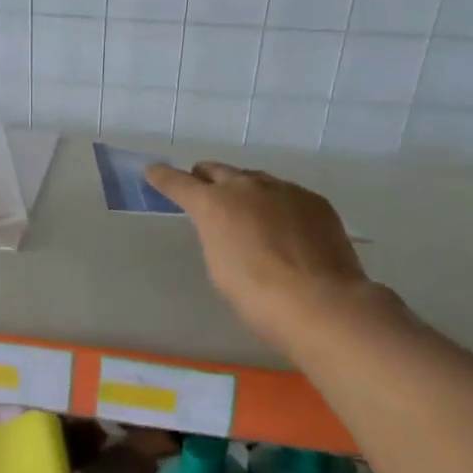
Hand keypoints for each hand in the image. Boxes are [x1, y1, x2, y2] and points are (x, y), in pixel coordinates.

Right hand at [145, 162, 375, 350]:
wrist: (319, 301)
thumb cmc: (256, 295)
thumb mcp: (220, 266)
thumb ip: (217, 237)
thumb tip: (230, 228)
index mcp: (214, 205)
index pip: (178, 183)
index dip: (163, 177)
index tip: (153, 170)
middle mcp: (246, 187)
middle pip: (218, 171)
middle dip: (206, 178)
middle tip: (203, 188)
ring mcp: (284, 189)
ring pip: (255, 180)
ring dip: (244, 190)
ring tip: (248, 211)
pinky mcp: (314, 201)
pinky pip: (287, 195)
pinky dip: (278, 205)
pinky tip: (286, 228)